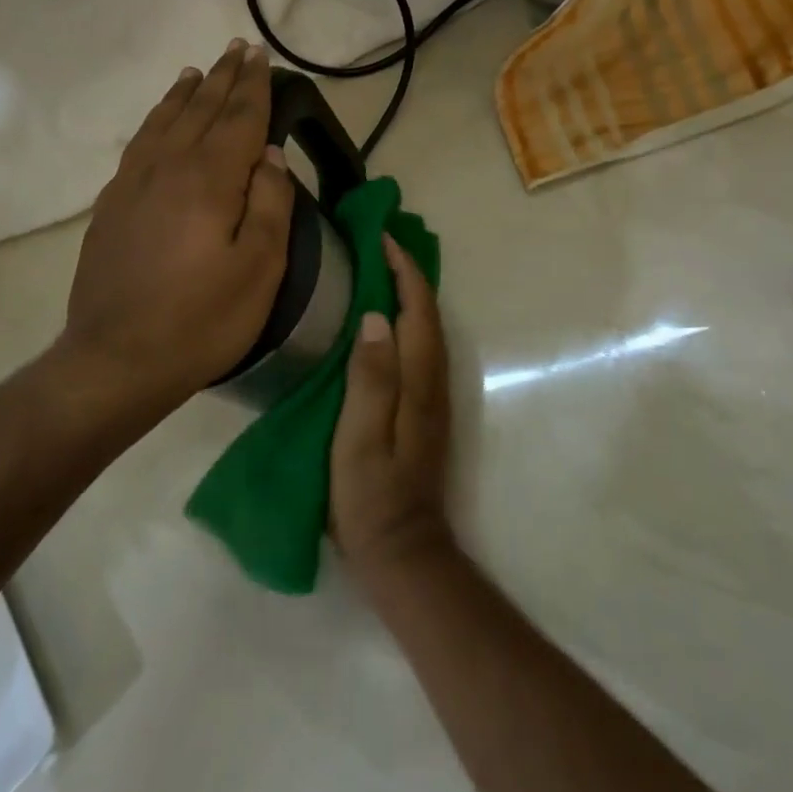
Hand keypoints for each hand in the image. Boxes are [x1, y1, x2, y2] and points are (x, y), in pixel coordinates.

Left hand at [61, 41, 294, 409]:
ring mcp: (133, 182)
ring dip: (186, 92)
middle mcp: (169, 166)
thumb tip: (268, 154)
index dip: (252, 84)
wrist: (115, 359)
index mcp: (210, 179)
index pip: (238, 117)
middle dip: (223, 77)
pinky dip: (156, 119)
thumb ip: (270, 203)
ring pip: (165, 120)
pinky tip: (161, 119)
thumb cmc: (201, 319)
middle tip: (237, 48)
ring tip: (199, 71)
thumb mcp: (260, 268)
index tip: (260, 54)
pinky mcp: (112, 203)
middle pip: (201, 109)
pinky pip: (140, 142)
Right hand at [330, 235, 455, 582]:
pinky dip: (407, 317)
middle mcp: (433, 381)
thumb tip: (376, 317)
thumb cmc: (371, 497)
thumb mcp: (359, 439)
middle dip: (409, 272)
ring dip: (410, 292)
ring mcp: (432, 396)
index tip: (381, 237)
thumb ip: (370, 379)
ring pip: (426, 328)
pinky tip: (386, 317)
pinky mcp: (424, 408)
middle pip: (428, 313)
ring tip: (380, 267)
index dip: (403, 271)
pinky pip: (419, 345)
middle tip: (378, 242)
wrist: (403, 553)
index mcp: (418, 382)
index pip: (418, 311)